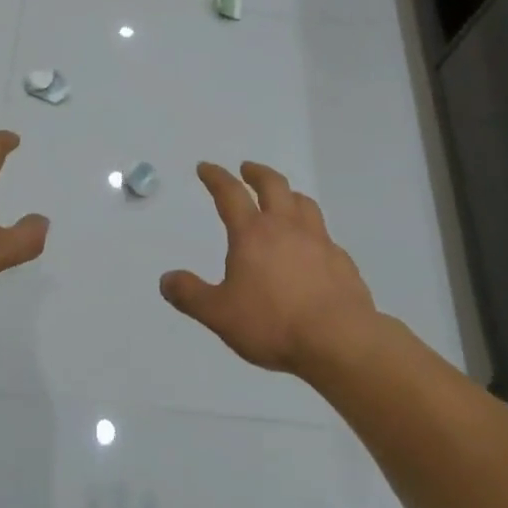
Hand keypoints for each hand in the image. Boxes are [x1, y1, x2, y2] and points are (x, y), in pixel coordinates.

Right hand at [159, 161, 378, 379]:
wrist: (339, 340)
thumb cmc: (273, 323)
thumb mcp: (220, 314)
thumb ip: (191, 295)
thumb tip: (166, 280)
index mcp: (252, 233)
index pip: (230, 193)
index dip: (216, 177)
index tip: (206, 167)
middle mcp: (286, 227)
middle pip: (273, 185)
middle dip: (257, 173)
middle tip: (247, 169)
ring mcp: (319, 241)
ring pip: (303, 203)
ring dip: (289, 194)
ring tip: (283, 198)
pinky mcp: (342, 261)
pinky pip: (324, 235)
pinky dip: (313, 231)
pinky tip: (312, 247)